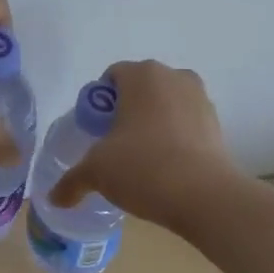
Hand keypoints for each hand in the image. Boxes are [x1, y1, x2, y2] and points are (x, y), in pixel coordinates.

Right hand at [48, 60, 236, 222]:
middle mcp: (173, 76)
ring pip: (166, 104)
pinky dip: (176, 137)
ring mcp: (200, 98)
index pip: (111, 77)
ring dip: (154, 123)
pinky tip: (168, 166)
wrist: (205, 197)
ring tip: (143, 158)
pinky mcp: (218, 124)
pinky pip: (187, 123)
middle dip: (127, 111)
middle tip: (115, 145)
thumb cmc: (143, 167)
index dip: (99, 104)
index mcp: (141, 75)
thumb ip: (73, 180)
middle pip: (140, 88)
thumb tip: (55, 198)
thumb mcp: (97, 172)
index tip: (96, 132)